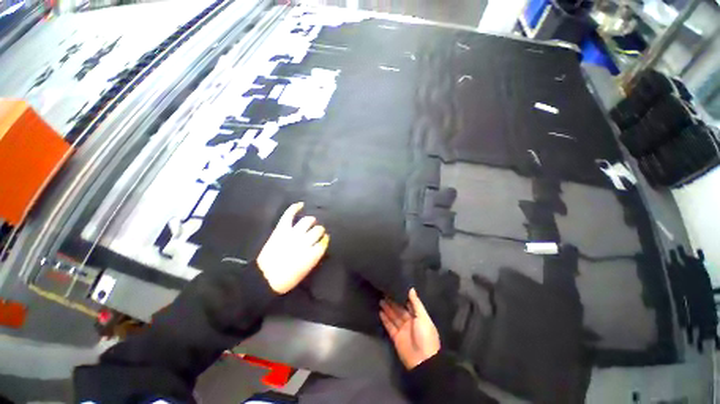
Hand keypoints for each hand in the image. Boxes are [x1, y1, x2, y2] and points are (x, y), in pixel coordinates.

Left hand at [257, 202, 329, 293]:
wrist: (265, 278)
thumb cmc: (287, 279)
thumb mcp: (306, 270)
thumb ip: (314, 256)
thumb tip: (318, 246)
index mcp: (313, 253)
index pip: (324, 241)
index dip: (324, 240)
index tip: (324, 239)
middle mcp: (306, 241)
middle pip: (318, 230)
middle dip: (319, 230)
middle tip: (317, 232)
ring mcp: (293, 233)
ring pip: (308, 221)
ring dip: (311, 221)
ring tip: (311, 221)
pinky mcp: (282, 229)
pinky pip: (289, 215)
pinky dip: (295, 208)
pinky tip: (301, 204)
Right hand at [380, 288, 440, 369]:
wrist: (423, 361)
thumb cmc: (425, 336)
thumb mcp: (423, 317)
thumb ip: (416, 303)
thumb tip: (411, 289)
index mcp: (418, 317)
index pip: (409, 304)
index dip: (402, 297)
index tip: (395, 287)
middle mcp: (410, 322)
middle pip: (399, 309)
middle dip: (393, 302)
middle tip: (384, 292)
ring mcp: (402, 330)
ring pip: (393, 316)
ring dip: (387, 309)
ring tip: (380, 299)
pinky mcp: (396, 337)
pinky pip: (389, 326)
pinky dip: (385, 319)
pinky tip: (380, 311)